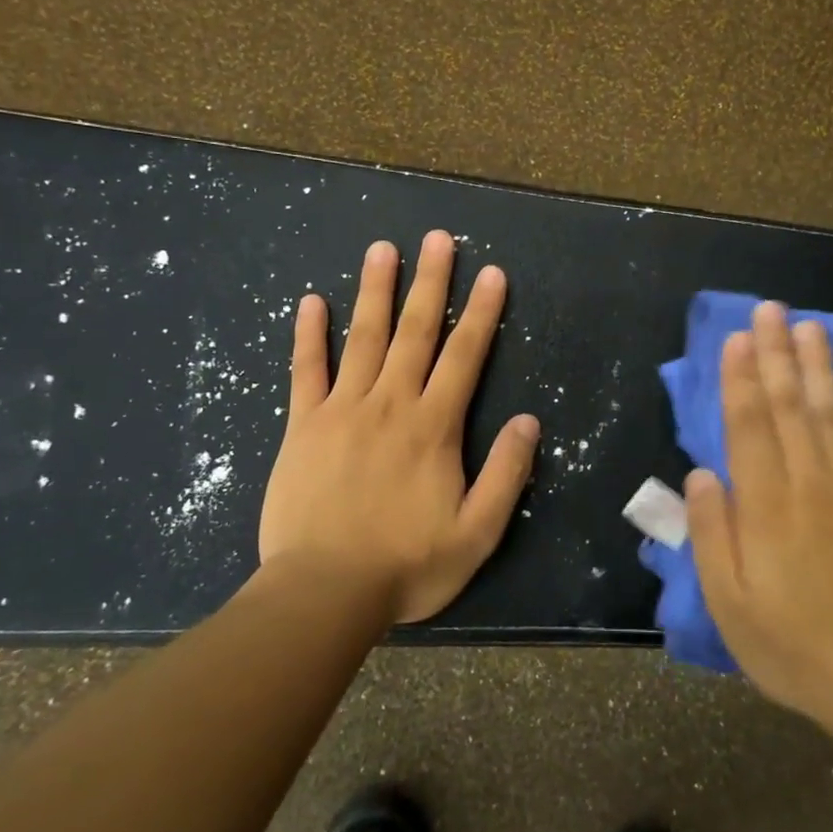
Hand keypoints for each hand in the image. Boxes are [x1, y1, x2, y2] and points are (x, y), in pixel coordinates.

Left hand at [257, 230, 540, 623]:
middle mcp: (390, 404)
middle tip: (437, 238)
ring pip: (363, 338)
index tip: (491, 273)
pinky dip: (309, 334)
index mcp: (434, 426)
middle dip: (430, 282)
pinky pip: (306, 370)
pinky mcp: (303, 426)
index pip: (465, 356)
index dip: (481, 312)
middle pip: (415, 332)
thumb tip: (529, 421)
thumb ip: (507, 474)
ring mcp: (342, 410)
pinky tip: (310, 302)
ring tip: (382, 249)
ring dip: (374, 291)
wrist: (324, 593)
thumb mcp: (478, 533)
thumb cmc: (407, 565)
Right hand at [686, 301, 832, 734]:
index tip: (737, 337)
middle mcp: (812, 485)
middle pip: (789, 408)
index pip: (748, 427)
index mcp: (767, 507)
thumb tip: (701, 474)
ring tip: (810, 326)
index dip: (740, 379)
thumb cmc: (793, 648)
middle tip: (770, 309)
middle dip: (776, 355)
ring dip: (819, 368)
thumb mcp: (729, 604)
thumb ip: (712, 534)